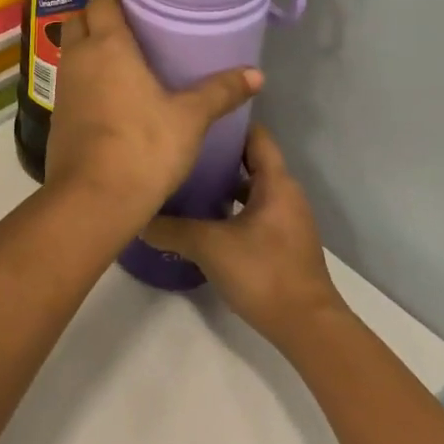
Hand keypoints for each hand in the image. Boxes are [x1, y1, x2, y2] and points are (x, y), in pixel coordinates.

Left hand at [43, 0, 261, 225]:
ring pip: (71, 46)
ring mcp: (63, 84)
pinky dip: (85, 69)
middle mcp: (79, 56)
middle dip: (98, 9)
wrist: (93, 197)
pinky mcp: (57, 110)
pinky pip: (70, 75)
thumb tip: (257, 73)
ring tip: (121, 46)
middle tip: (129, 13)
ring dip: (89, 39)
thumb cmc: (143, 146)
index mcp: (107, 45)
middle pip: (80, 17)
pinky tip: (108, 85)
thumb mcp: (190, 118)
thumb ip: (220, 92)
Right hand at [141, 125, 344, 349]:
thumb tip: (136, 216)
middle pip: (249, 159)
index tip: (194, 113)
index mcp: (275, 182)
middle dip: (216, 150)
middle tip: (179, 143)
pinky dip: (229, 205)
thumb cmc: (263, 272)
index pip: (254, 135)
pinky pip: (252, 209)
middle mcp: (284, 193)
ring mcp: (285, 219)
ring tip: (183, 174)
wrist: (308, 329)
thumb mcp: (207, 245)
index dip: (227, 121)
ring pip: (249, 186)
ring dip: (221, 180)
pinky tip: (200, 213)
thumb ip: (169, 227)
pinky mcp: (281, 242)